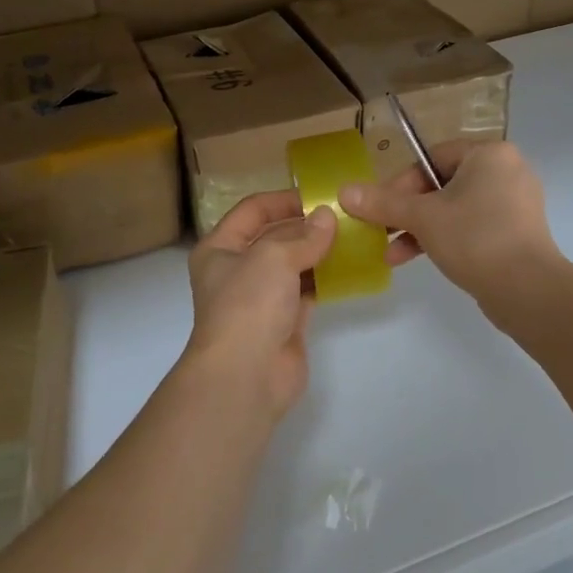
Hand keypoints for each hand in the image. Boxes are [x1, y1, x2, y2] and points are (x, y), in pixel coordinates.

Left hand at [185, 190, 336, 419]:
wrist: (245, 376)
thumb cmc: (248, 304)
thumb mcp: (274, 257)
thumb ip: (304, 236)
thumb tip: (327, 217)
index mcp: (219, 248)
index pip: (252, 211)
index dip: (283, 200)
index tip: (318, 196)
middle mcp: (237, 270)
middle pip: (274, 237)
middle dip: (306, 226)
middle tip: (345, 216)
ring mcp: (260, 298)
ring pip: (293, 265)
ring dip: (319, 252)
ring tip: (354, 237)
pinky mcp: (283, 322)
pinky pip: (306, 291)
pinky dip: (325, 279)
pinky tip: (350, 268)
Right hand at [338, 140, 559, 302]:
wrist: (529, 291)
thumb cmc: (475, 238)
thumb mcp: (422, 218)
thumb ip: (382, 202)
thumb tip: (343, 191)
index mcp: (489, 155)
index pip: (432, 158)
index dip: (400, 182)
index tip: (378, 207)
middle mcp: (506, 171)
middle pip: (441, 184)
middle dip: (406, 212)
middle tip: (381, 231)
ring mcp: (514, 204)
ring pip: (454, 209)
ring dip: (419, 229)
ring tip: (392, 254)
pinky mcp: (517, 233)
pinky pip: (472, 227)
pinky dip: (445, 239)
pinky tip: (416, 260)